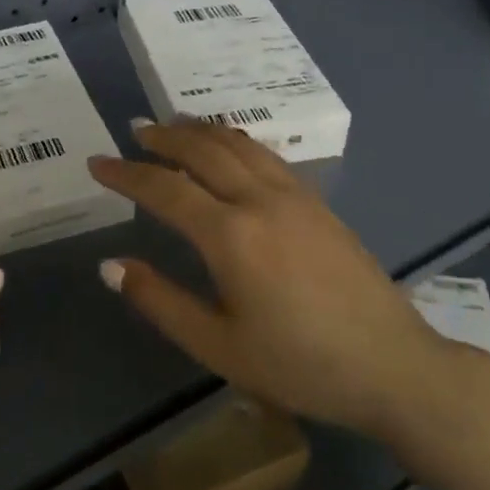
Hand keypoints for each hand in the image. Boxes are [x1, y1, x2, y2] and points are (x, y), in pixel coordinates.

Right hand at [89, 121, 451, 438]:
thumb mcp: (218, 346)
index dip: (125, 173)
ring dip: (200, 130)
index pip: (164, 188)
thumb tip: (110, 265)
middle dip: (162, 136)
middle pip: (202, 150)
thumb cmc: (300, 365)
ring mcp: (294, 196)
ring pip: (237, 145)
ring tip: (174, 124)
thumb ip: (160, 301)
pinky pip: (266, 155)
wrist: (393, 366)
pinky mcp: (317, 202)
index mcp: (230, 236)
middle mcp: (260, 201)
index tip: (96, 164)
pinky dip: (235, 140)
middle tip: (134, 131)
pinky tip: (229, 147)